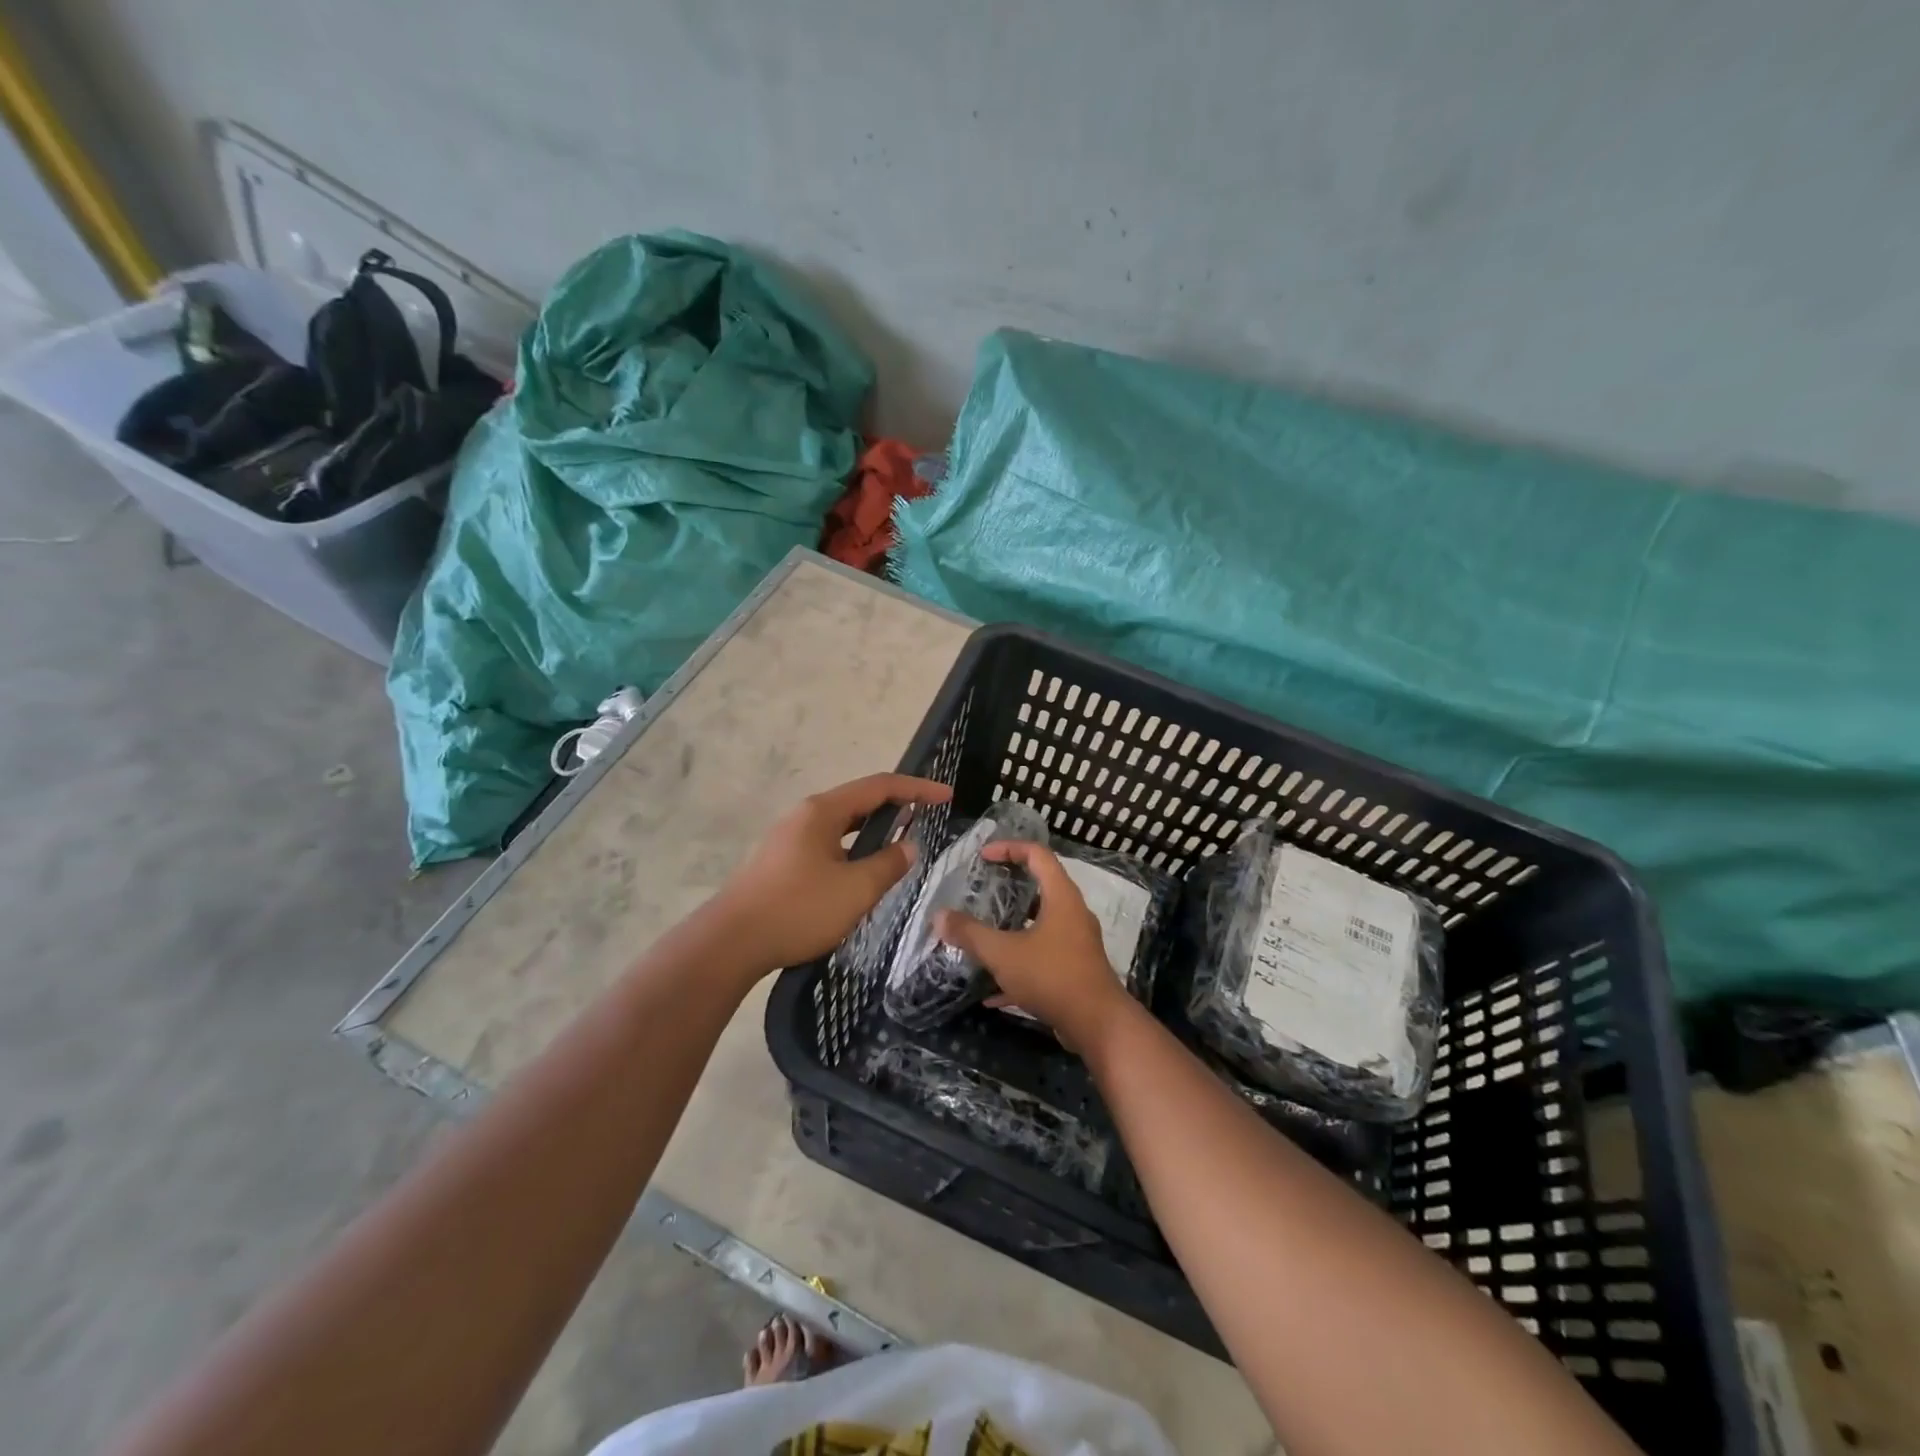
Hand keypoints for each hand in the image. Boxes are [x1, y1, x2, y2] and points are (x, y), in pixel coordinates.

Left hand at [712, 773, 951, 974]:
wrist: (730, 943)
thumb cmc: (797, 910)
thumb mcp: (855, 890)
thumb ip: (888, 864)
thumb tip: (909, 846)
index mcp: (823, 811)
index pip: (879, 786)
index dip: (917, 789)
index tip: (947, 796)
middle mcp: (805, 815)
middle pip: (859, 801)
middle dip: (896, 806)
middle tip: (927, 818)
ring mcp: (789, 838)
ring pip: (842, 825)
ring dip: (873, 830)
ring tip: (900, 844)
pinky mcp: (781, 862)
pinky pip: (828, 844)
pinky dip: (853, 848)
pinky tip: (861, 872)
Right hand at [935, 841, 1134, 1050]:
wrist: (1098, 1025)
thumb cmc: (1052, 976)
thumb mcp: (1003, 953)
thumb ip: (970, 933)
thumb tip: (939, 916)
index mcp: (1061, 897)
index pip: (1037, 854)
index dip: (1009, 848)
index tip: (982, 856)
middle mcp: (1073, 913)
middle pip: (1041, 886)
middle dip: (1010, 887)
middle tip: (982, 891)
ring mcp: (1077, 943)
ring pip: (1041, 924)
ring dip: (1013, 927)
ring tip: (984, 933)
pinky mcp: (1075, 970)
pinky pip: (1042, 957)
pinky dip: (1019, 964)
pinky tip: (992, 992)